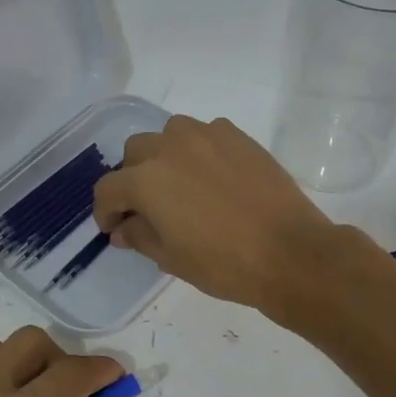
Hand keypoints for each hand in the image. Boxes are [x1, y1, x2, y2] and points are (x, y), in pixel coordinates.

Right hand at [91, 115, 339, 316]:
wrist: (290, 252)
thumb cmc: (224, 263)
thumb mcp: (171, 258)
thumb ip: (139, 236)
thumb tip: (122, 228)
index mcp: (146, 180)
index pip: (108, 189)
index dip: (105, 211)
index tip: (113, 228)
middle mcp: (170, 147)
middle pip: (134, 152)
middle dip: (132, 178)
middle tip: (146, 206)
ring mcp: (206, 136)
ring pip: (168, 134)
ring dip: (163, 155)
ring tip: (178, 182)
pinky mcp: (236, 135)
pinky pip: (205, 133)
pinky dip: (198, 149)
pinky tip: (212, 175)